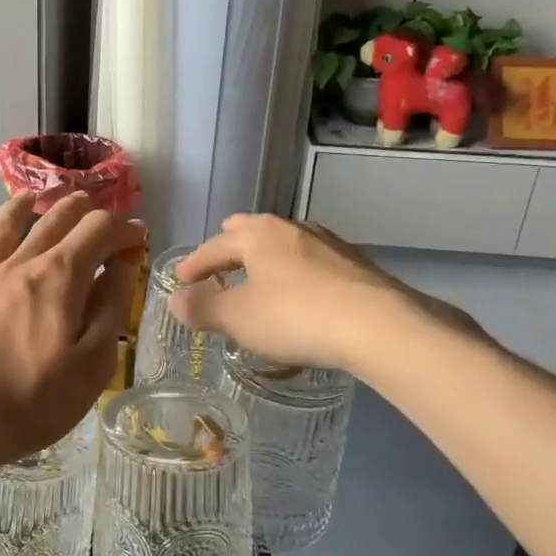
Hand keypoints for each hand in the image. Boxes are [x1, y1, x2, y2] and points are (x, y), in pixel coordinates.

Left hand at [0, 192, 142, 490]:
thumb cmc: (30, 400)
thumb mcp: (91, 363)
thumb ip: (110, 309)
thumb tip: (123, 265)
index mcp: (58, 277)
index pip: (98, 233)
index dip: (122, 229)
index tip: (138, 237)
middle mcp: (17, 266)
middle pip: (51, 223)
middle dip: (76, 209)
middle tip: (91, 203)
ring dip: (17, 209)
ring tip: (28, 196)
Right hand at [171, 214, 479, 374]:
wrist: (378, 326)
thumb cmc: (294, 316)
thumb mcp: (237, 318)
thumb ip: (202, 308)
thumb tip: (177, 300)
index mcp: (258, 235)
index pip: (215, 245)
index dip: (194, 264)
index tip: (181, 279)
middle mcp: (292, 229)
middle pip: (253, 232)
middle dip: (232, 247)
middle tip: (219, 260)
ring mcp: (329, 244)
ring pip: (285, 246)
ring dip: (266, 261)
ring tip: (258, 278)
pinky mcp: (356, 266)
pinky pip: (312, 264)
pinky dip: (295, 274)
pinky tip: (300, 294)